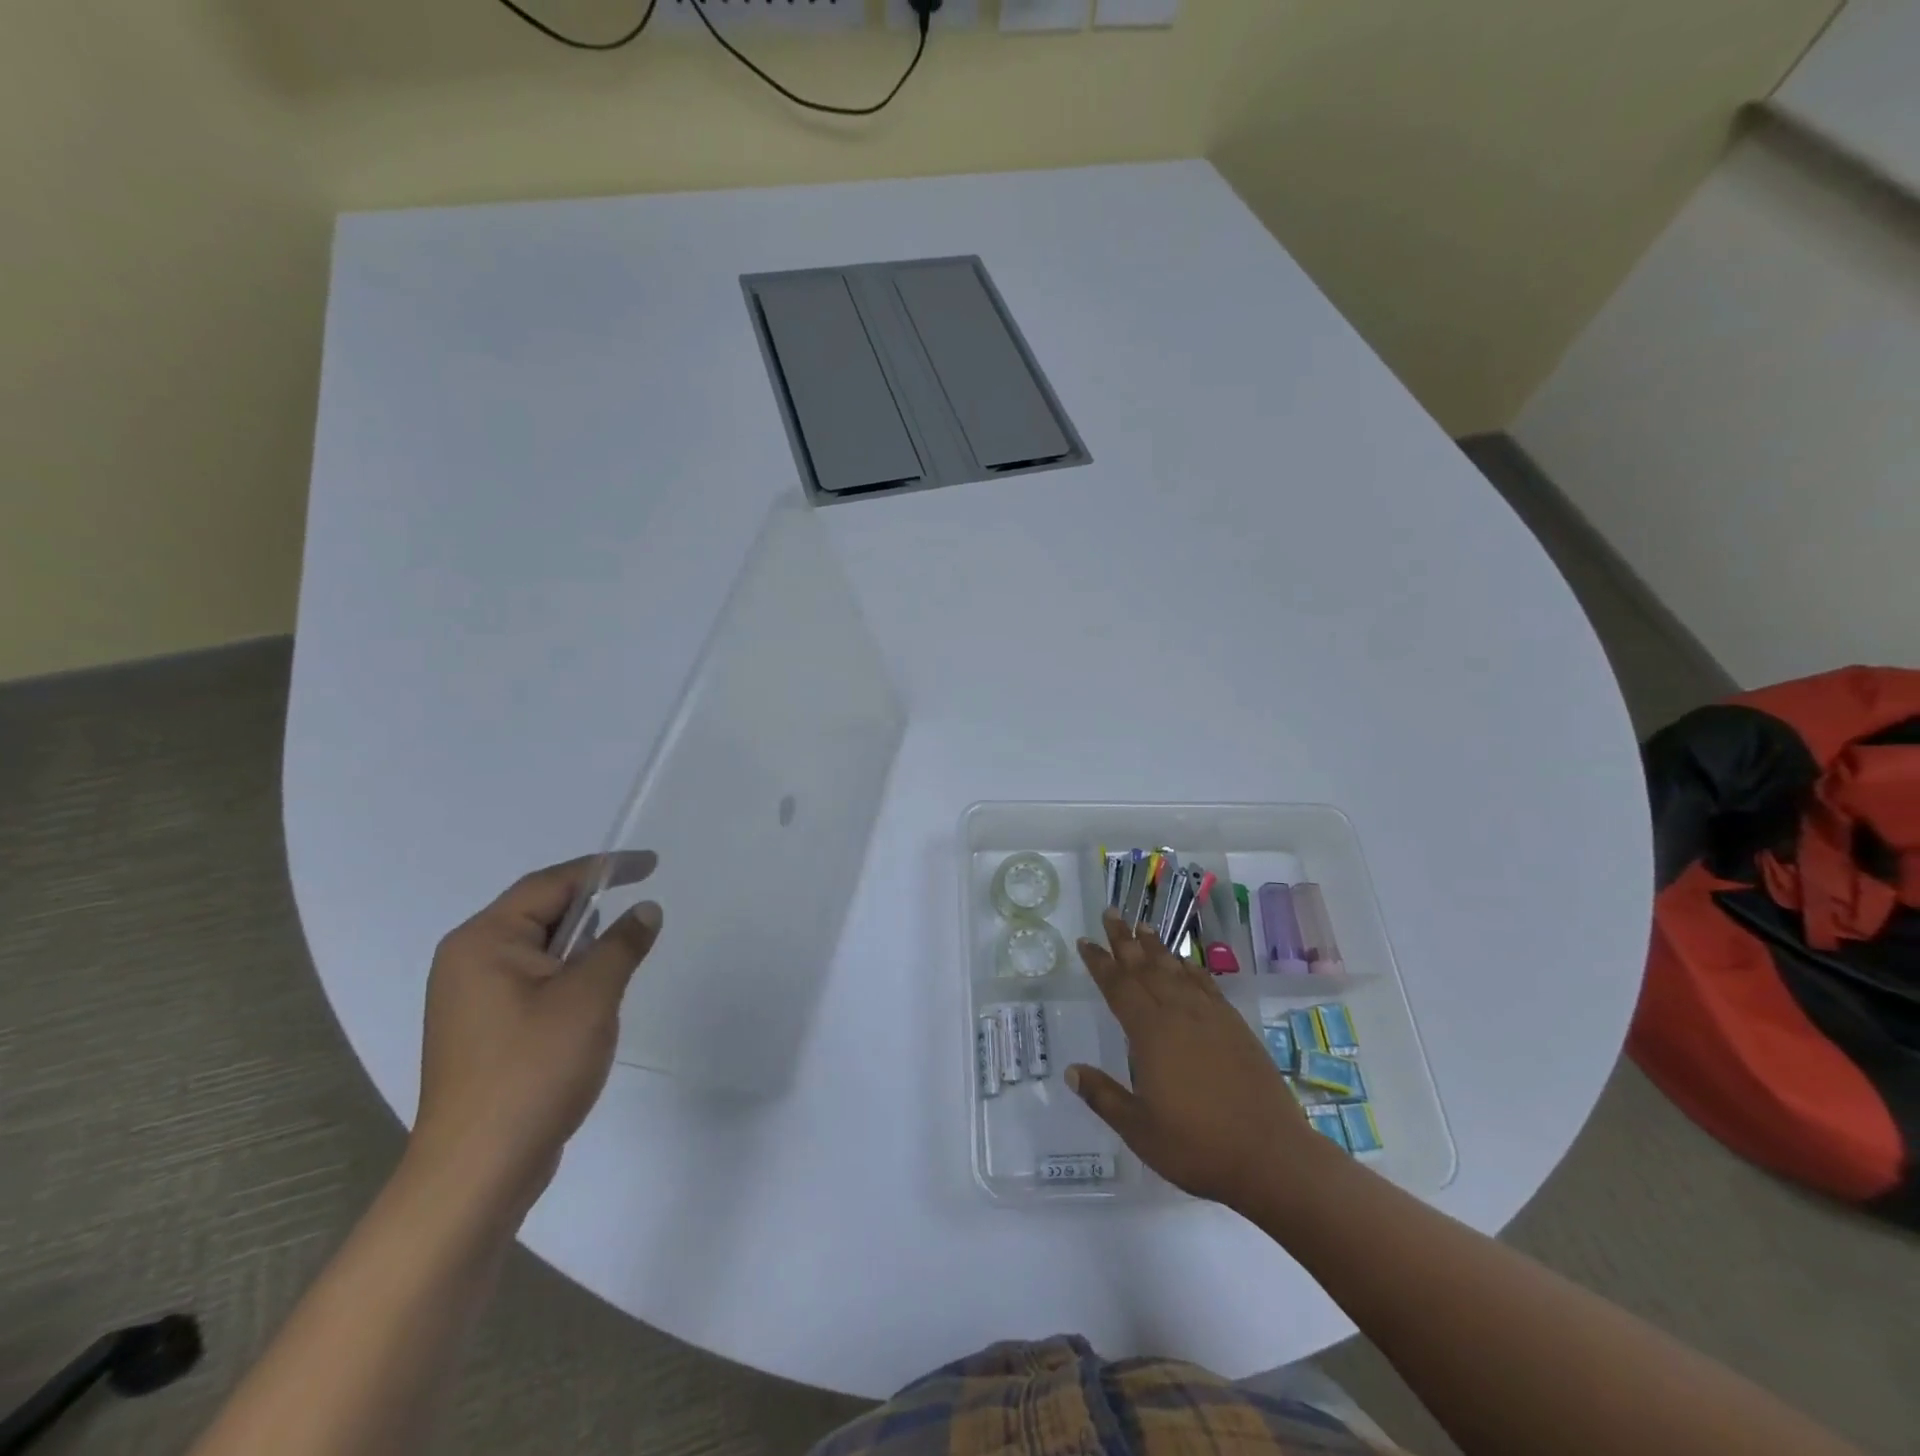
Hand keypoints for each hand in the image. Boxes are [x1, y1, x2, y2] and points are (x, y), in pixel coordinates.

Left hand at [410, 854, 661, 1214]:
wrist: (479, 1171)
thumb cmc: (533, 1069)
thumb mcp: (591, 996)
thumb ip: (621, 944)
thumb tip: (645, 910)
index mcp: (483, 942)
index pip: (550, 883)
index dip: (605, 868)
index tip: (652, 863)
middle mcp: (469, 962)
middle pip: (541, 913)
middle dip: (593, 908)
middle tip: (641, 908)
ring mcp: (472, 1000)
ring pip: (541, 951)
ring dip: (584, 947)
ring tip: (624, 955)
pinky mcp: (485, 1031)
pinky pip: (535, 982)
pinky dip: (570, 976)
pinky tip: (597, 997)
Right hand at [1067, 909, 1322, 1214]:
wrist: (1271, 1155)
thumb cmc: (1197, 1146)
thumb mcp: (1139, 1129)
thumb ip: (1104, 1096)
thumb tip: (1071, 1071)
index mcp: (1150, 1034)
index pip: (1118, 987)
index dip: (1100, 963)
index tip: (1085, 941)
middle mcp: (1178, 1014)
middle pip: (1146, 968)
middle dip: (1125, 940)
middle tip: (1111, 913)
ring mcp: (1211, 1017)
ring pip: (1176, 970)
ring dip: (1157, 947)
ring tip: (1143, 926)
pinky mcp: (1235, 1027)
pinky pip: (1206, 985)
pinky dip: (1191, 968)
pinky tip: (1186, 963)